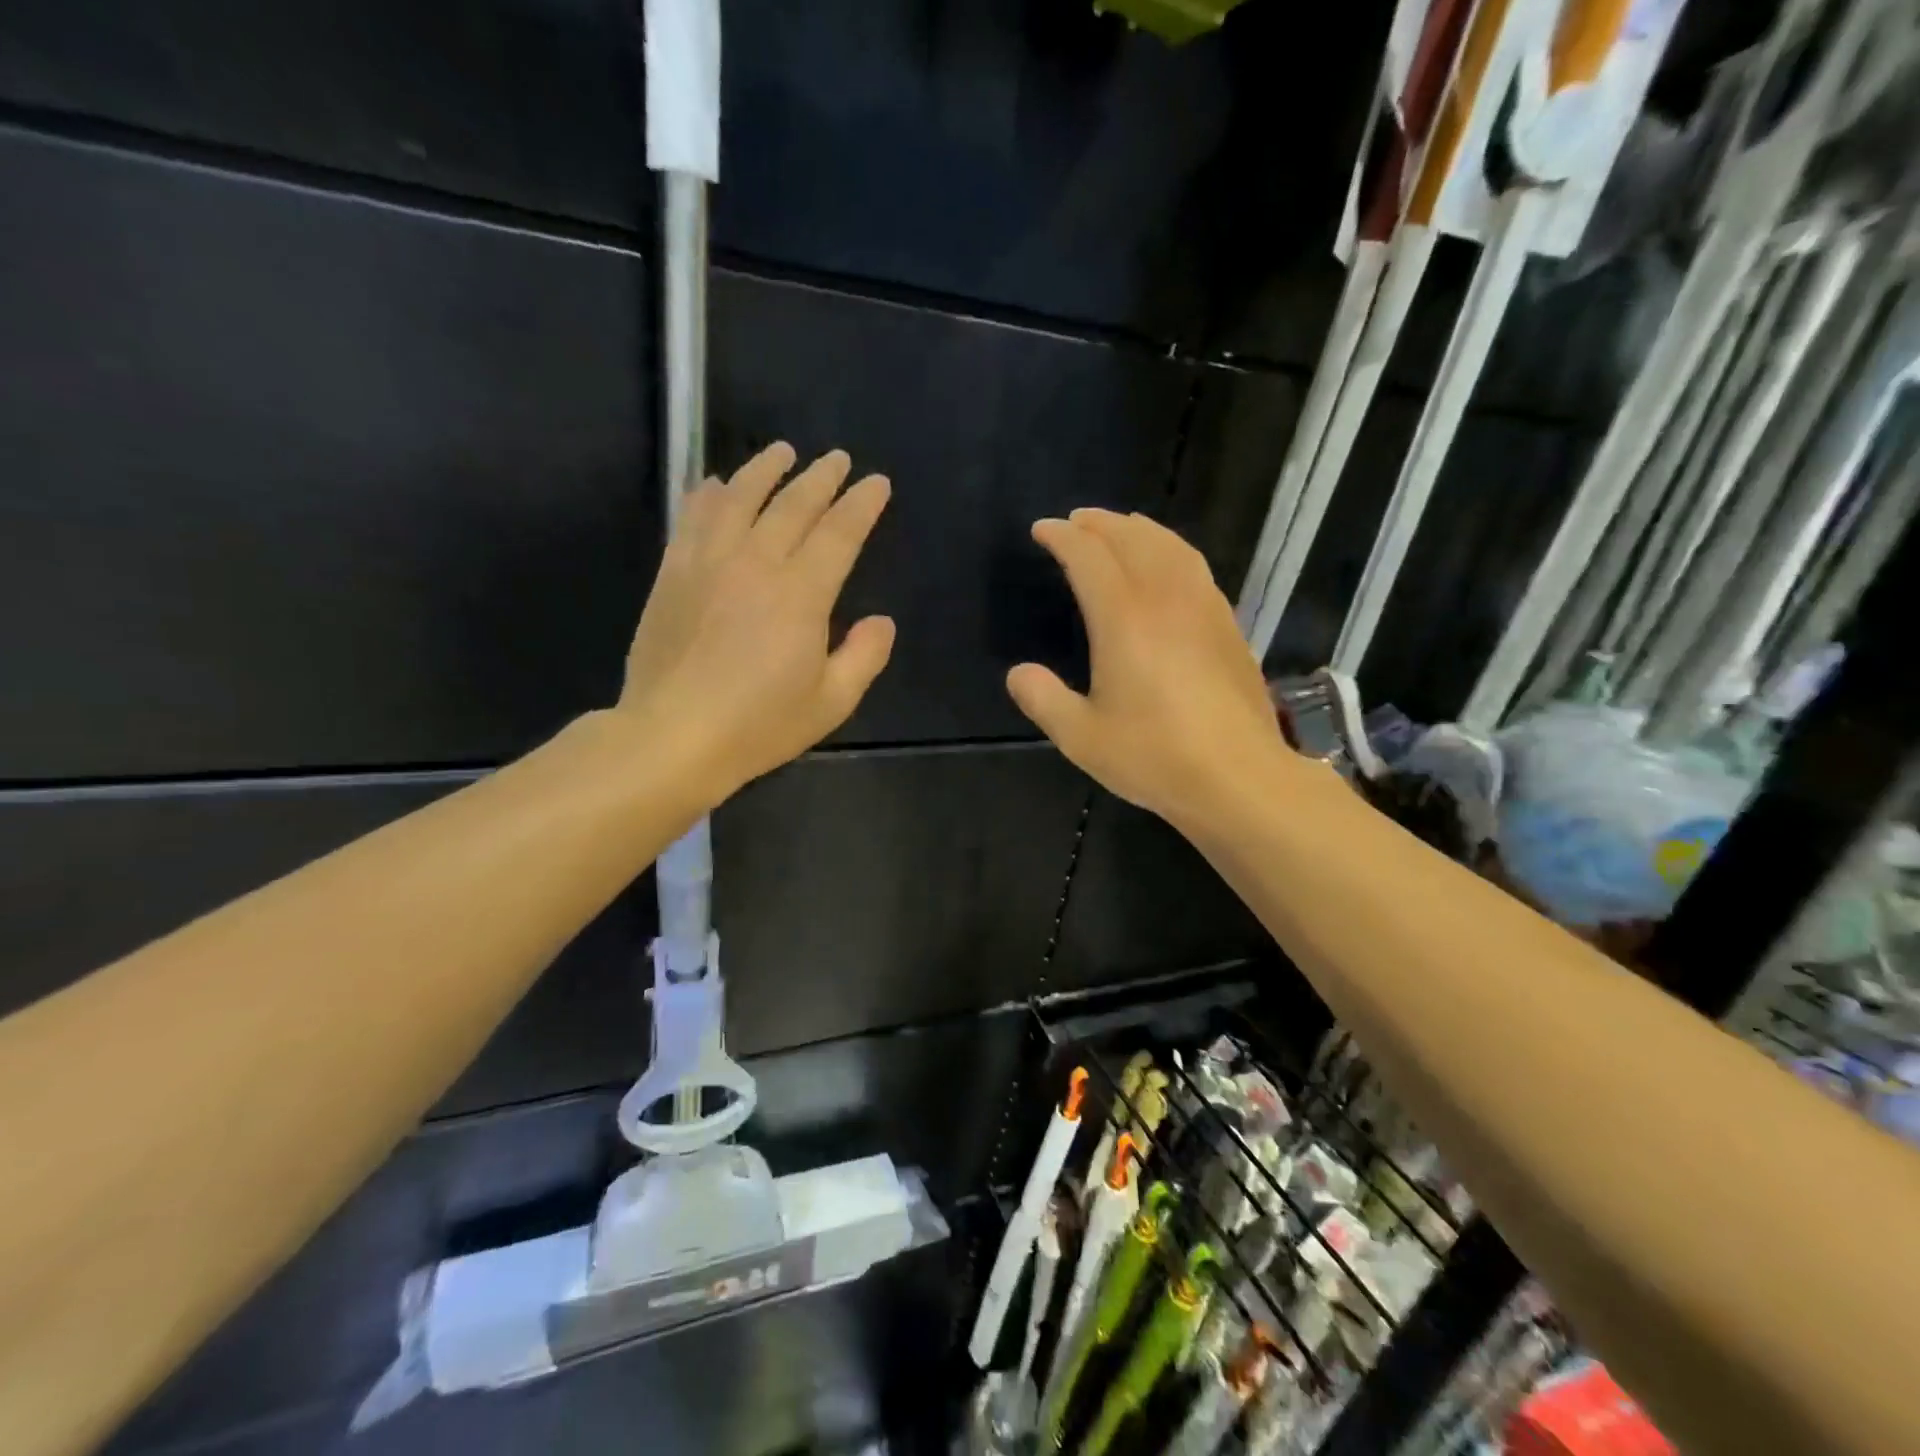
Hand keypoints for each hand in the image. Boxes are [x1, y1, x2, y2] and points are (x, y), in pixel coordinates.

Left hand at [616, 442, 894, 802]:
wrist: (672, 736)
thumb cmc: (759, 725)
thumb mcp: (830, 703)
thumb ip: (864, 657)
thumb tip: (881, 621)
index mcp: (801, 594)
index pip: (839, 533)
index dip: (861, 504)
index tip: (876, 482)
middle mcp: (756, 564)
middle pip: (793, 505)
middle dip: (821, 478)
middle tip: (838, 459)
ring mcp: (708, 563)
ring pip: (739, 498)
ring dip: (764, 470)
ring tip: (782, 451)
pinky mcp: (673, 574)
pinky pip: (692, 519)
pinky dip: (707, 495)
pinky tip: (714, 484)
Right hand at [1006, 509, 1284, 829]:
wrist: (1239, 776)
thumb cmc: (1155, 755)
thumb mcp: (1082, 737)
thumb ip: (1044, 700)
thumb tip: (1018, 673)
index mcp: (1124, 618)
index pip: (1089, 556)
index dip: (1062, 537)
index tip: (1042, 530)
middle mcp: (1165, 598)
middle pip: (1131, 538)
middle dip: (1099, 523)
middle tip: (1076, 521)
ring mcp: (1203, 607)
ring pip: (1169, 546)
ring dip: (1138, 529)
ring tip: (1120, 527)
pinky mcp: (1227, 624)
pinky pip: (1194, 566)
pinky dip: (1170, 549)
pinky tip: (1168, 564)